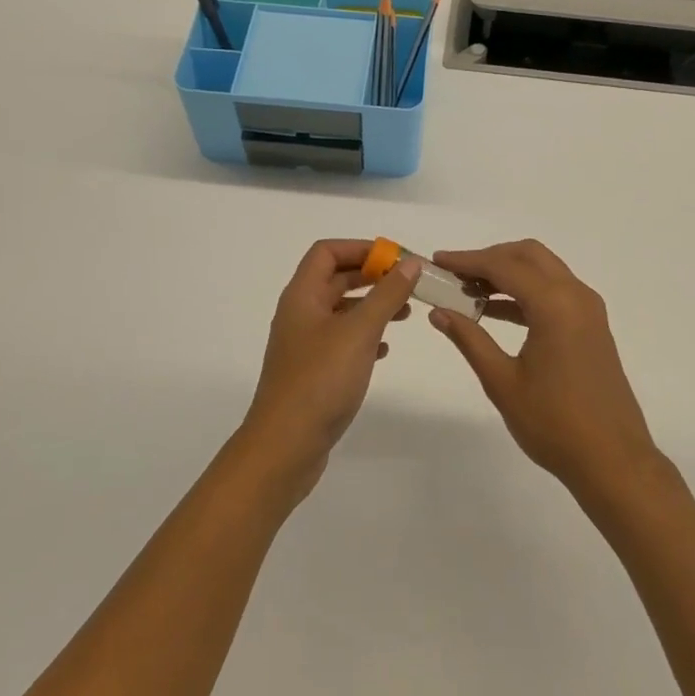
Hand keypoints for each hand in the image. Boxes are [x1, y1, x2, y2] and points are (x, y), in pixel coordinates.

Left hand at [242, 239, 419, 498]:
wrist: (285, 447)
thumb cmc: (320, 380)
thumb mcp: (360, 331)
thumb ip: (387, 295)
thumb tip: (409, 263)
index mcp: (302, 296)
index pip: (327, 252)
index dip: (361, 248)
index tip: (396, 259)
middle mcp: (300, 314)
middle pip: (335, 278)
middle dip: (372, 276)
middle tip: (408, 283)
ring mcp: (305, 345)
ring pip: (341, 311)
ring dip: (372, 306)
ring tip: (406, 314)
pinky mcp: (313, 372)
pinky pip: (342, 341)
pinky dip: (365, 337)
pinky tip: (386, 350)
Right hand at [429, 240, 660, 498]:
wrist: (614, 461)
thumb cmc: (554, 424)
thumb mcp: (502, 382)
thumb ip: (469, 339)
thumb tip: (439, 311)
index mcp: (555, 304)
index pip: (503, 265)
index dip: (467, 260)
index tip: (437, 261)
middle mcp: (576, 295)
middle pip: (528, 255)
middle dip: (490, 258)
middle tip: (455, 274)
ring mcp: (588, 310)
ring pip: (544, 270)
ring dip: (508, 273)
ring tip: (469, 292)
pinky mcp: (592, 326)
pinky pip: (555, 292)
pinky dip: (525, 292)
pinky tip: (496, 312)